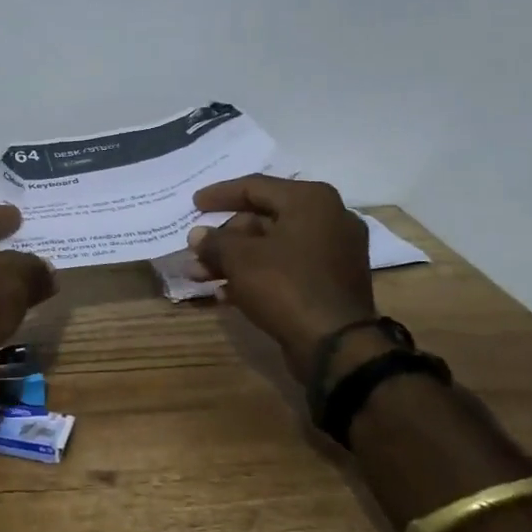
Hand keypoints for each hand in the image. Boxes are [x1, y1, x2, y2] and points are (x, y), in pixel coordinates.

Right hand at [186, 176, 375, 374]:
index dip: (219, 195)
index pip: (255, 186)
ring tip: (200, 275)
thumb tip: (197, 235)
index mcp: (310, 200)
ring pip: (272, 246)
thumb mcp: (240, 258)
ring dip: (234, 259)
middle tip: (195, 250)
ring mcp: (334, 252)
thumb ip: (215, 241)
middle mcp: (328, 218)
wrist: (337, 344)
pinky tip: (225, 292)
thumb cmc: (286, 286)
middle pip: (263, 218)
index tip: (194, 204)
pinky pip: (287, 267)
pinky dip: (257, 274)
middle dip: (224, 237)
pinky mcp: (332, 281)